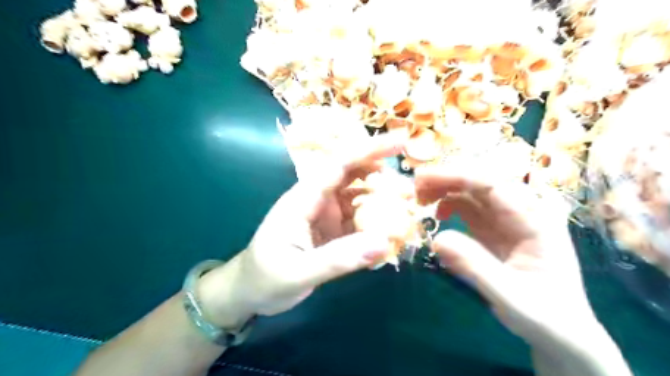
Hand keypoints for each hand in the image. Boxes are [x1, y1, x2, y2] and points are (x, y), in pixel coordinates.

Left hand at [194, 134, 402, 327]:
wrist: (248, 292)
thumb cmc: (264, 278)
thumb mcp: (297, 272)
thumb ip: (338, 259)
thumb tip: (384, 243)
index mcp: (303, 199)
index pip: (338, 165)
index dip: (368, 150)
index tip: (400, 141)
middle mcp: (317, 200)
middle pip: (353, 176)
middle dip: (383, 175)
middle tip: (412, 188)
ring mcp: (326, 215)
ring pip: (359, 197)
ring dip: (383, 200)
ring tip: (408, 210)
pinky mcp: (332, 230)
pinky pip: (359, 220)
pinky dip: (376, 222)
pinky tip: (392, 232)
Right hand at [417, 167, 598, 345]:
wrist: (561, 332)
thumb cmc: (543, 316)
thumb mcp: (509, 296)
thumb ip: (474, 267)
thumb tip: (437, 239)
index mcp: (534, 222)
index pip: (492, 186)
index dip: (455, 177)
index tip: (423, 179)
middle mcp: (521, 214)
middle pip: (480, 183)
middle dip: (446, 180)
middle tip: (415, 188)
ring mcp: (507, 221)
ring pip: (472, 193)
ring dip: (445, 190)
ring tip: (421, 200)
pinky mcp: (494, 230)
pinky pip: (469, 209)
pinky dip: (449, 206)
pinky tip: (439, 217)